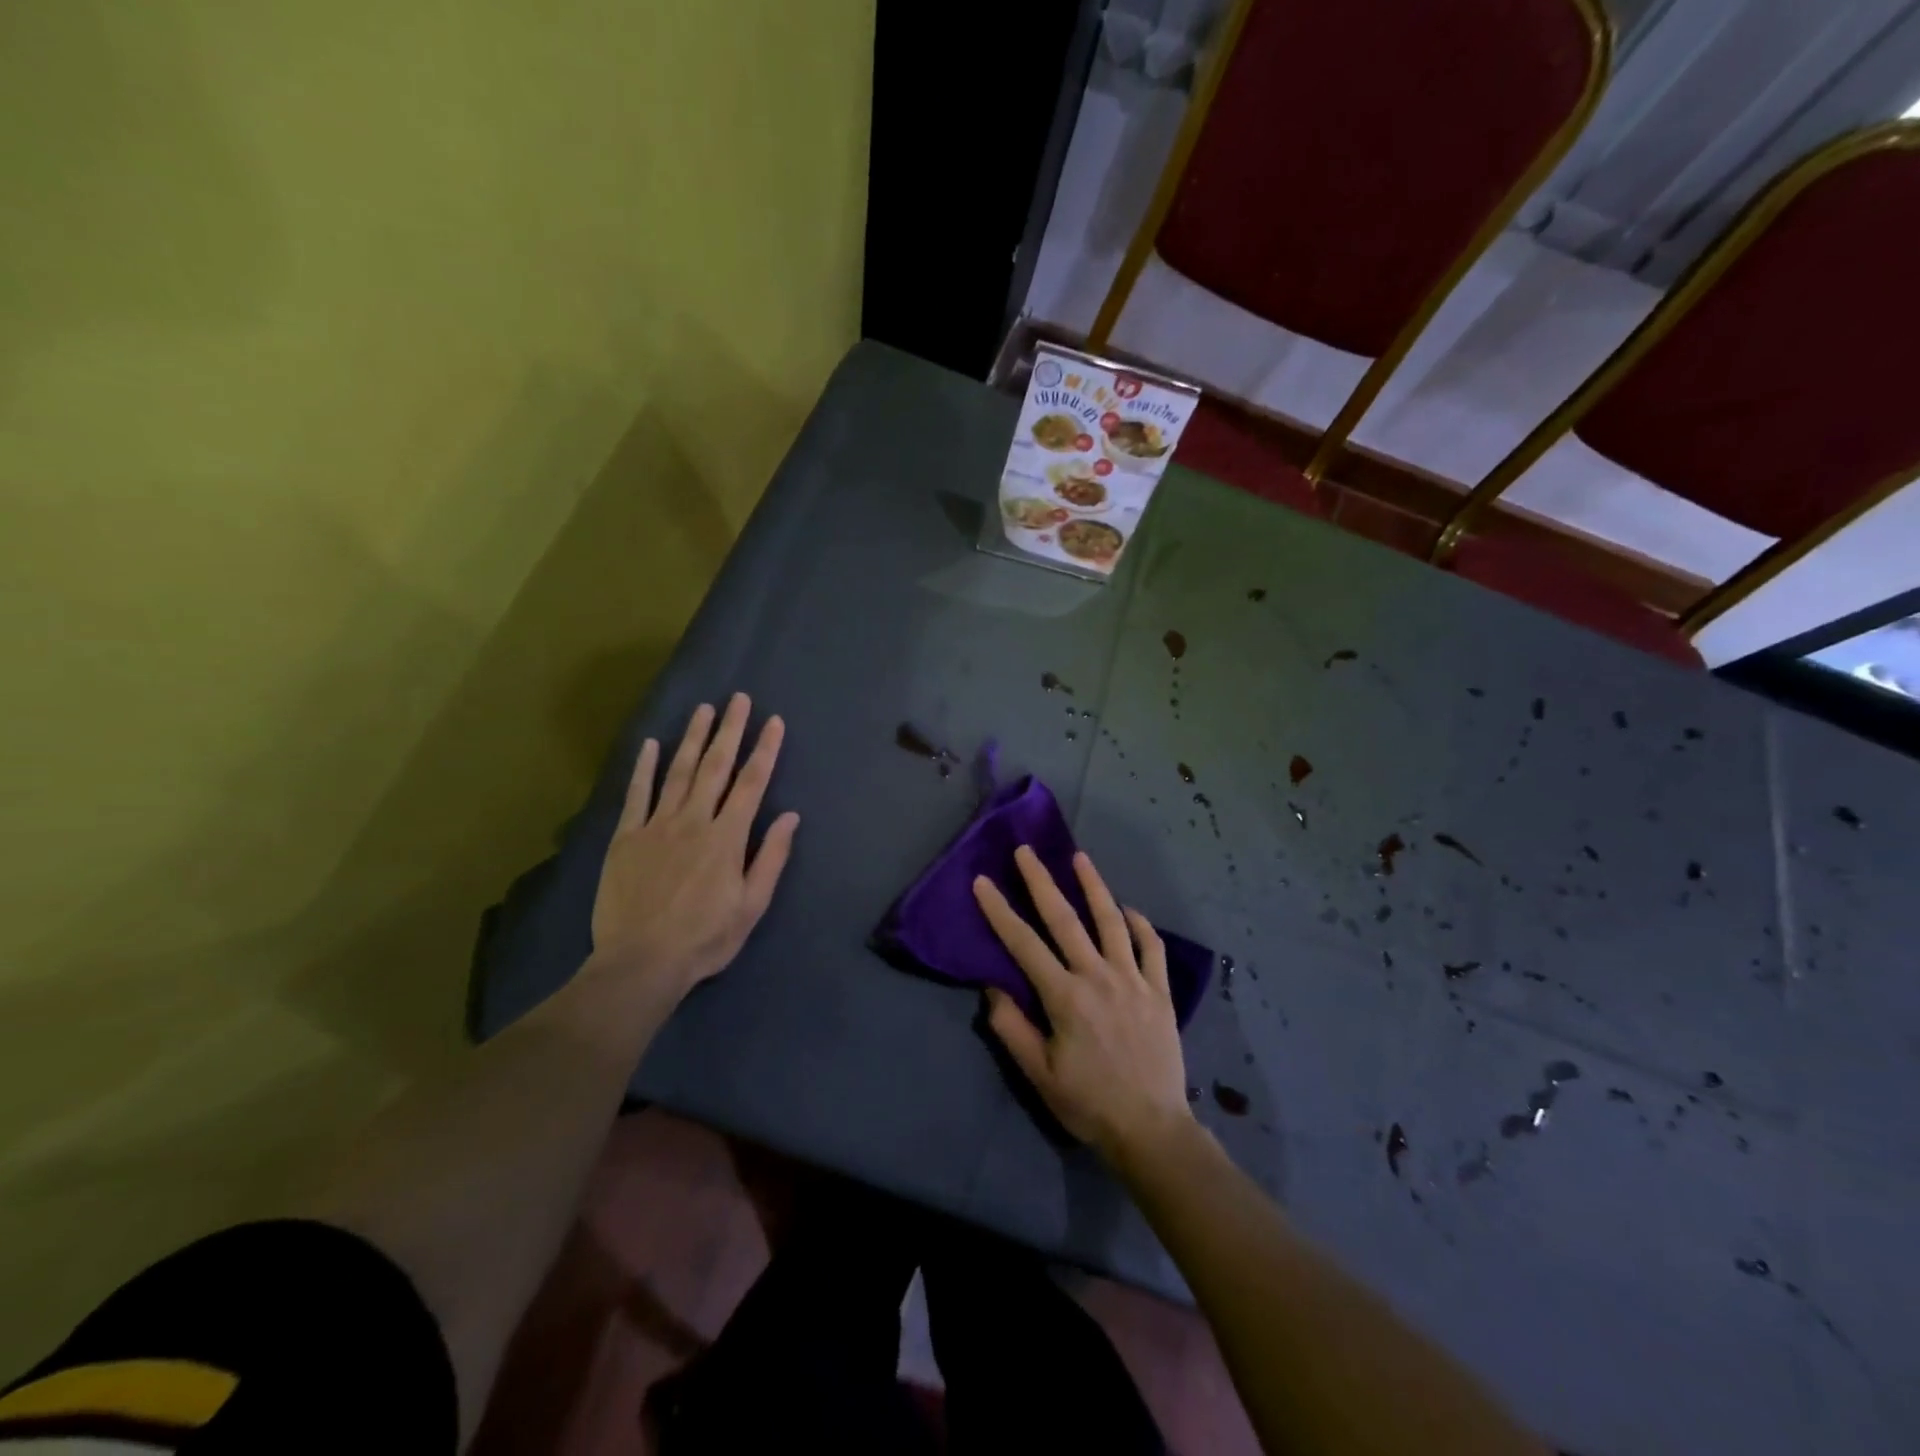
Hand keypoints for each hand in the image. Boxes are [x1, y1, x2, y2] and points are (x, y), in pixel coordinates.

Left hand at [590, 694, 799, 999]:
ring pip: (678, 772)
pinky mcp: (626, 838)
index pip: (752, 783)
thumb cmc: (705, 938)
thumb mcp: (751, 906)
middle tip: (739, 698)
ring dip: (693, 738)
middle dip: (731, 730)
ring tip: (704, 709)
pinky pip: (637, 794)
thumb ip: (770, 858)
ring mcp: (656, 826)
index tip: (773, 721)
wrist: (640, 962)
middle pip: (716, 767)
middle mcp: (694, 821)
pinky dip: (644, 767)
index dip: (765, 749)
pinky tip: (650, 744)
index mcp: (727, 837)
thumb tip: (790, 816)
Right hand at [972, 847, 1193, 1164]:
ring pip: (1111, 921)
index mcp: (1065, 997)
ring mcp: (1133, 980)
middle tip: (1026, 850)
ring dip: (1094, 886)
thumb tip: (994, 986)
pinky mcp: (1159, 991)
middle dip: (1041, 881)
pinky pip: (1151, 947)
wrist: (1151, 1129)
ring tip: (1080, 858)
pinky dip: (1140, 924)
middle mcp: (1098, 977)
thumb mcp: (1039, 1075)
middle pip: (1065, 919)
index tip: (983, 881)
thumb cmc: (1088, 1103)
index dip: (1000, 911)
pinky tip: (1128, 910)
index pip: (1024, 944)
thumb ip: (1013, 1028)